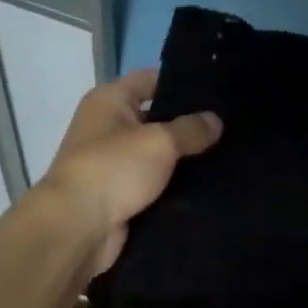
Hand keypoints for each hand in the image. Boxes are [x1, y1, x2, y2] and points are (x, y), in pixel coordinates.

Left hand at [37, 69, 221, 275]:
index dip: (181, 83)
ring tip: (226, 157)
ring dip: (185, 160)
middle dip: (189, 125)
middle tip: (229, 127)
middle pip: (156, 118)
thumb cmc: (114, 169)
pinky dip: (175, 187)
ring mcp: (113, 163)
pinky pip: (155, 185)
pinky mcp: (121, 195)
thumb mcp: (159, 142)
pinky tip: (208, 187)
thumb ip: (191, 129)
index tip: (216, 93)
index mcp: (109, 101)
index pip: (150, 79)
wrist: (78, 227)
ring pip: (158, 156)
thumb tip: (215, 120)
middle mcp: (108, 127)